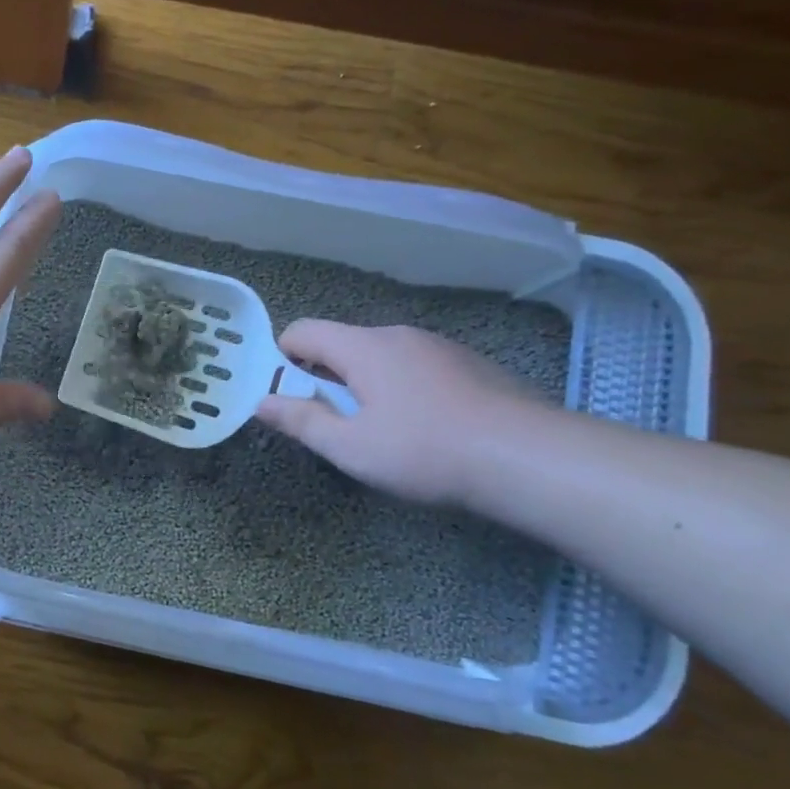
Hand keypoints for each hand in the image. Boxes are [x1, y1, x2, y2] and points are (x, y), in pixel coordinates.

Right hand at [255, 321, 543, 504]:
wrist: (528, 458)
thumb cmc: (424, 451)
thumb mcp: (350, 447)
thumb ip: (301, 421)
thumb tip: (261, 402)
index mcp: (363, 347)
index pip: (302, 331)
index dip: (282, 359)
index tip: (287, 397)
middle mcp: (398, 335)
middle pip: (341, 344)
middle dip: (325, 379)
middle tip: (333, 425)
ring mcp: (438, 346)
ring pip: (381, 357)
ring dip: (365, 385)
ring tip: (381, 432)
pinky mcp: (470, 364)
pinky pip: (416, 367)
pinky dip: (403, 388)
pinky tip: (425, 428)